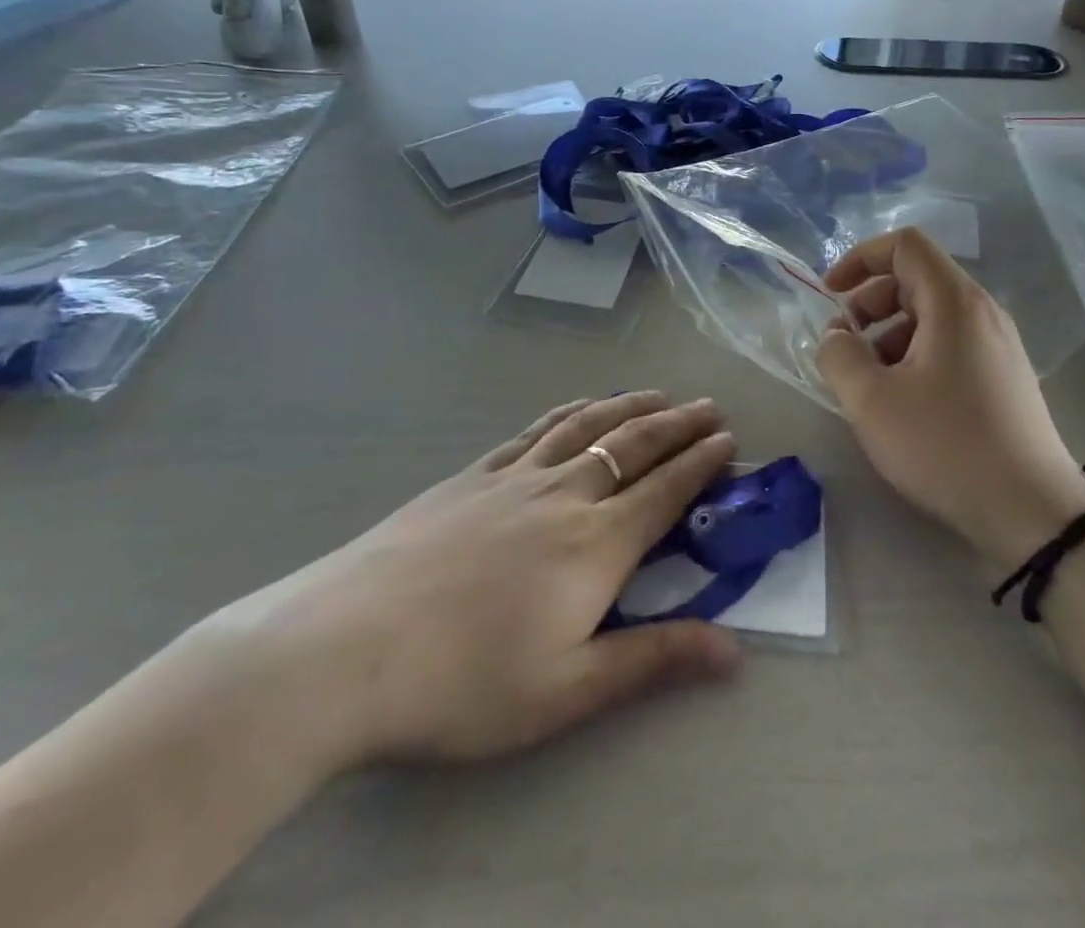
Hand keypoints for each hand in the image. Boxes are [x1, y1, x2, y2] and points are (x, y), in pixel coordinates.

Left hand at [204, 393, 740, 770]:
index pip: (665, 491)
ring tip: (658, 395)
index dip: (702, 463)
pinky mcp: (473, 475)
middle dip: (678, 425)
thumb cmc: (465, 681)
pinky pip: (536, 430)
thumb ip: (656, 661)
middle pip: (634, 447)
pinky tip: (579, 408)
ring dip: (630, 407)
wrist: (347, 648)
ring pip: (588, 427)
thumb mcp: (569, 689)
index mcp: (596, 544)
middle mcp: (565, 495)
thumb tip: (736, 652)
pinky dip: (571, 412)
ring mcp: (515, 478)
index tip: (729, 439)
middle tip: (708, 406)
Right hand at [816, 229, 1084, 569]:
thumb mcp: (872, 401)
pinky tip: (902, 401)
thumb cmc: (947, 446)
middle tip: (845, 345)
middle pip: (915, 278)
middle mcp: (982, 312)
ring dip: (888, 333)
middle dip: (869, 302)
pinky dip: (914, 354)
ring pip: (930, 314)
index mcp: (955, 303)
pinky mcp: (1003, 376)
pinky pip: (949, 343)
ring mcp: (998, 345)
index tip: (831, 295)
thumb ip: (838, 355)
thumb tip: (836, 336)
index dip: (859, 258)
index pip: (904, 245)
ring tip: (869, 381)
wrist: (1033, 513)